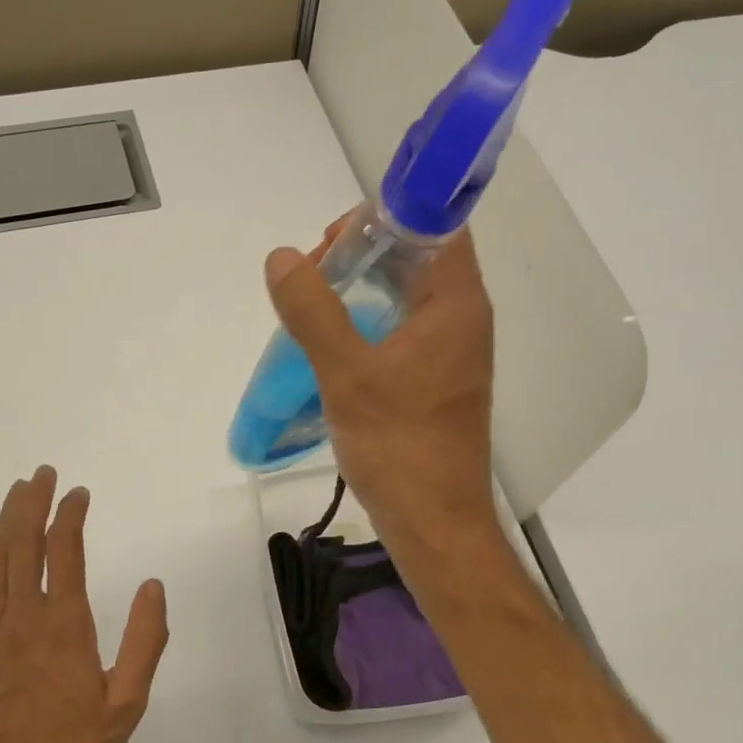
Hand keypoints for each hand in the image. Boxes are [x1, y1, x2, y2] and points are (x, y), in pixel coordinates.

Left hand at [0, 466, 168, 742]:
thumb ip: (143, 642)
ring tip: (18, 491)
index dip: (71, 515)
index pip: (65, 551)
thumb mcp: (126, 705)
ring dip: (6, 520)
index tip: (79, 494)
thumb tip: (152, 587)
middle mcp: (22, 616)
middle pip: (24, 543)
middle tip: (43, 474)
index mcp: (64, 626)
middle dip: (34, 502)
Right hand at [265, 219, 500, 563]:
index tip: (333, 242)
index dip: (384, 219)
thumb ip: (313, 312)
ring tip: (311, 306)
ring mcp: (448, 353)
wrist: (435, 523)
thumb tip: (282, 257)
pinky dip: (366, 324)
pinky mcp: (434, 382)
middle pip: (415, 258)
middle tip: (310, 277)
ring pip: (404, 296)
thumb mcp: (347, 375)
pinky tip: (330, 345)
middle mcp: (460, 319)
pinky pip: (400, 331)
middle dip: (361, 254)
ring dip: (360, 291)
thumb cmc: (400, 447)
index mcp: (454, 304)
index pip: (434, 227)